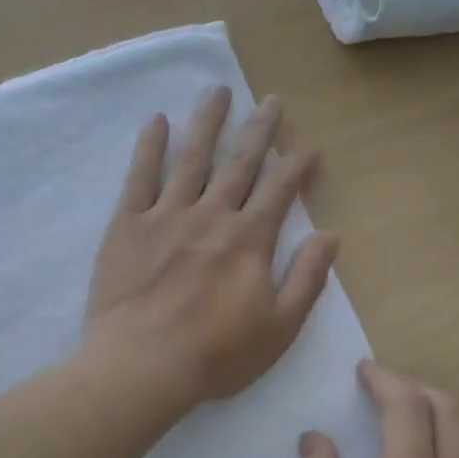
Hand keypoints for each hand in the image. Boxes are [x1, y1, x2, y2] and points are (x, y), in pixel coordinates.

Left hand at [84, 86, 338, 408]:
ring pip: (192, 159)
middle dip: (259, 131)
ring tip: (218, 91)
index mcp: (248, 241)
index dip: (296, 167)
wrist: (143, 366)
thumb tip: (330, 235)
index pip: (279, 192)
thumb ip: (307, 279)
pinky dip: (149, 147)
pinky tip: (157, 122)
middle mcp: (211, 216)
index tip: (309, 148)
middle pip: (239, 164)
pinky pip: (139, 177)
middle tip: (271, 100)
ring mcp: (166, 216)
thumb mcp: (279, 328)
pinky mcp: (128, 226)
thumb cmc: (216, 355)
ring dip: (208, 123)